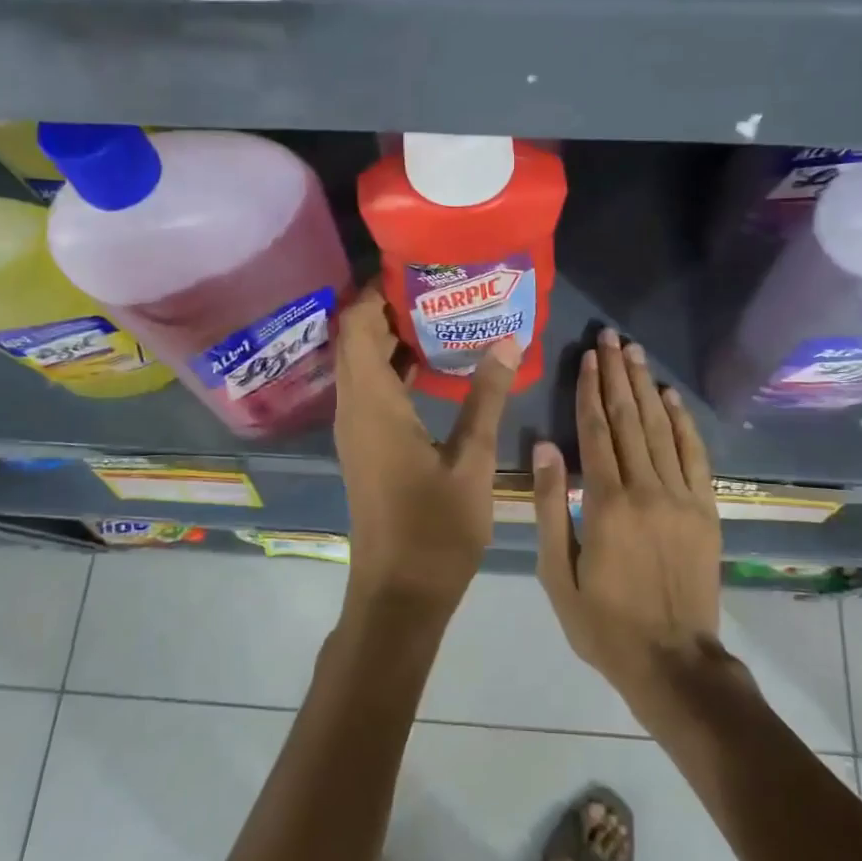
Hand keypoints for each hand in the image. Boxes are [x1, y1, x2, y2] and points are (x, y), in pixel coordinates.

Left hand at [334, 280, 520, 626]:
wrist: (399, 594)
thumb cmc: (435, 529)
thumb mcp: (472, 460)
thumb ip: (487, 397)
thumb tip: (507, 340)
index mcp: (373, 404)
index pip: (356, 325)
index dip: (374, 290)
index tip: (411, 266)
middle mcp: (354, 408)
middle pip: (355, 339)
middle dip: (386, 306)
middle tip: (436, 284)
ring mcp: (356, 429)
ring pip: (361, 364)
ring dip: (390, 336)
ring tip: (440, 312)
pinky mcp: (365, 445)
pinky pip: (370, 389)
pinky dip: (393, 367)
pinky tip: (433, 363)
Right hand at [533, 328, 723, 703]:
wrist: (674, 662)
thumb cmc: (604, 623)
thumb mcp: (558, 573)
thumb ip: (551, 507)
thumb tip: (544, 447)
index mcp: (606, 504)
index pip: (596, 431)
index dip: (590, 390)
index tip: (587, 356)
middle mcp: (646, 489)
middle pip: (629, 419)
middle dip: (617, 374)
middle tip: (611, 337)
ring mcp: (681, 498)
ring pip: (661, 429)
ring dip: (646, 387)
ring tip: (635, 353)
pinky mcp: (705, 510)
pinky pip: (695, 456)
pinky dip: (683, 422)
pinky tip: (671, 397)